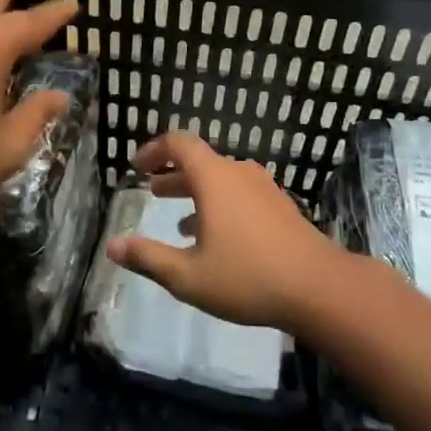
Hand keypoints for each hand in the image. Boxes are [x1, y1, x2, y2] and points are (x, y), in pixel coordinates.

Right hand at [106, 133, 343, 332]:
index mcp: (214, 178)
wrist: (318, 287)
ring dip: (196, 193)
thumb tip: (112, 246)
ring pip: (221, 180)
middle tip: (151, 190)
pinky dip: (219, 205)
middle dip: (172, 174)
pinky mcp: (280, 206)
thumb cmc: (248, 277)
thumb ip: (148, 258)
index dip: (154, 149)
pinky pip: (240, 194)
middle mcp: (238, 173)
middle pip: (200, 162)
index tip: (137, 166)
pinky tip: (215, 240)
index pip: (179, 143)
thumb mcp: (188, 276)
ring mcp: (263, 188)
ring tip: (178, 221)